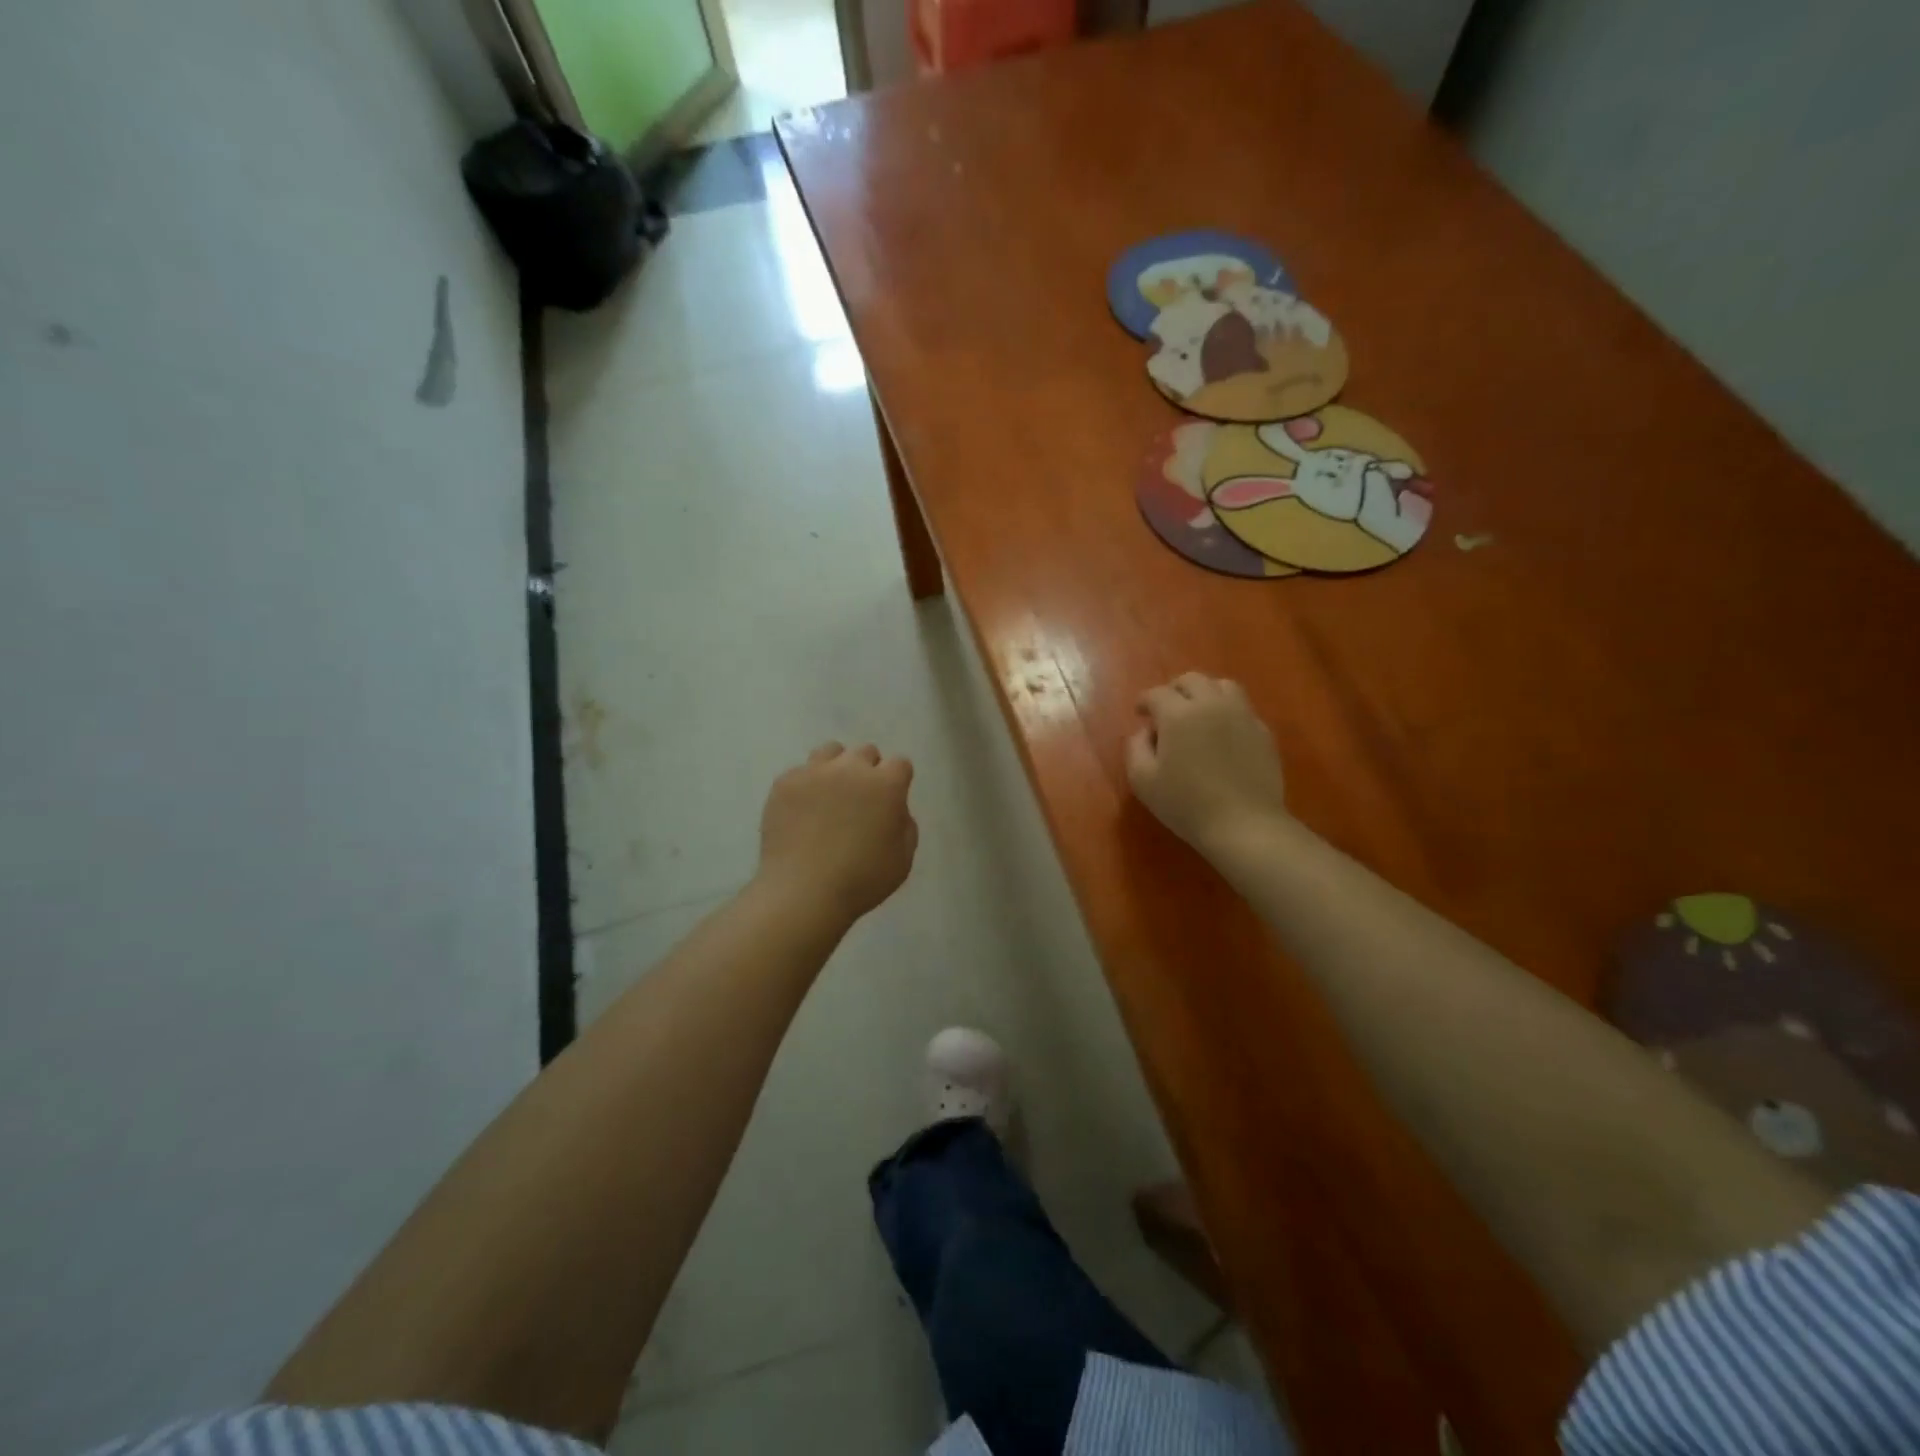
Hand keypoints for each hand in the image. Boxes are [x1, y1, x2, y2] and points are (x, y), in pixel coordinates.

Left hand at [758, 742, 917, 923]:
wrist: (803, 892)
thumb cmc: (861, 881)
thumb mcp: (903, 859)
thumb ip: (905, 825)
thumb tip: (894, 809)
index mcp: (886, 785)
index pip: (900, 764)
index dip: (897, 781)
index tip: (890, 800)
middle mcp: (851, 768)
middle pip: (865, 752)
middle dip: (868, 771)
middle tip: (859, 801)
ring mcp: (815, 772)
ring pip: (831, 752)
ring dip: (836, 768)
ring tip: (829, 796)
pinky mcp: (785, 783)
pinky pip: (801, 772)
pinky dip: (806, 785)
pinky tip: (802, 811)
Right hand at [1127, 673, 1289, 860]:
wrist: (1244, 824)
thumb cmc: (1186, 804)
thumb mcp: (1143, 781)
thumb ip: (1136, 748)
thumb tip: (1146, 731)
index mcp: (1178, 714)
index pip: (1157, 693)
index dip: (1144, 701)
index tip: (1140, 713)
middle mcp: (1211, 704)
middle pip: (1192, 680)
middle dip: (1174, 690)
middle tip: (1166, 710)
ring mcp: (1242, 715)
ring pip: (1222, 686)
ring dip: (1205, 692)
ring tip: (1198, 713)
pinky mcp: (1263, 732)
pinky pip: (1243, 708)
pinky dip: (1227, 711)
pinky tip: (1222, 733)